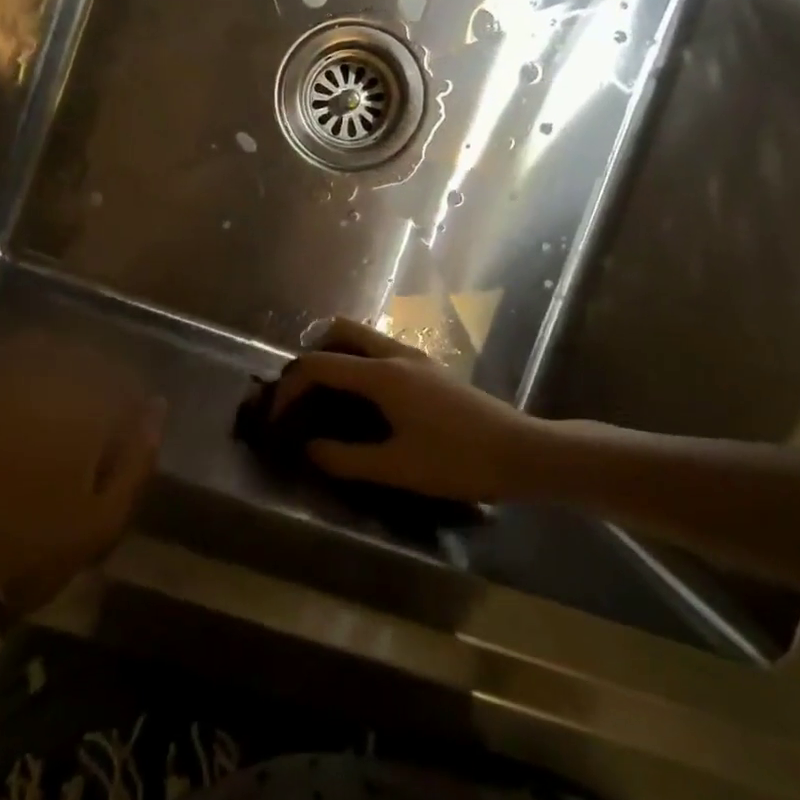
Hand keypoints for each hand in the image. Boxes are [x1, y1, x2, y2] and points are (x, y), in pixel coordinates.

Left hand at [0, 338, 164, 615]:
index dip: (126, 394)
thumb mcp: (103, 520)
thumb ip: (137, 459)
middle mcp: (36, 382)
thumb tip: (156, 406)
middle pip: (71, 353)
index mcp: (80, 409)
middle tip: (82, 408)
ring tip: (39, 393)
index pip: (118, 377)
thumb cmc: (32, 551)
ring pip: (23, 348)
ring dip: (40, 361)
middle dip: (85, 372)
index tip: (125, 417)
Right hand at [269, 318, 549, 502]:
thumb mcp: (396, 468)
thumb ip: (345, 459)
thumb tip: (309, 449)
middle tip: (300, 392)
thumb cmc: (458, 460)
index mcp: (383, 374)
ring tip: (326, 397)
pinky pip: (381, 352)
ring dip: (337, 356)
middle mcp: (396, 355)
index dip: (290, 387)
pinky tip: (363, 402)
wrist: (522, 452)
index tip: (277, 417)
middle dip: (311, 354)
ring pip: (364, 338)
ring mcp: (417, 358)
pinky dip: (359, 364)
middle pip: (340, 331)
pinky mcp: (431, 370)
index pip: (320, 365)